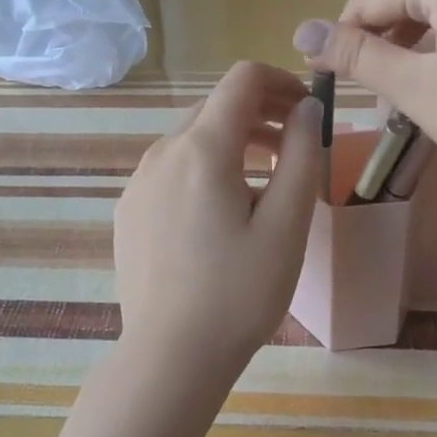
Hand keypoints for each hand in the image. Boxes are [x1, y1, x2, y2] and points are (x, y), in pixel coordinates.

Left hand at [113, 61, 322, 392]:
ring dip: (234, 142)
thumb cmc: (239, 292)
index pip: (242, 79)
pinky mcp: (129, 209)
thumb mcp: (286, 224)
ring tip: (267, 180)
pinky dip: (205, 168)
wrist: (170, 356)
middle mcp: (162, 152)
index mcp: (202, 148)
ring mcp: (139, 181)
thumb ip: (301, 154)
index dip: (282, 82)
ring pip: (193, 138)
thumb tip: (308, 107)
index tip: (308, 109)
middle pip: (216, 106)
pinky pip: (172, 169)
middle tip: (297, 147)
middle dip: (261, 113)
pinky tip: (222, 212)